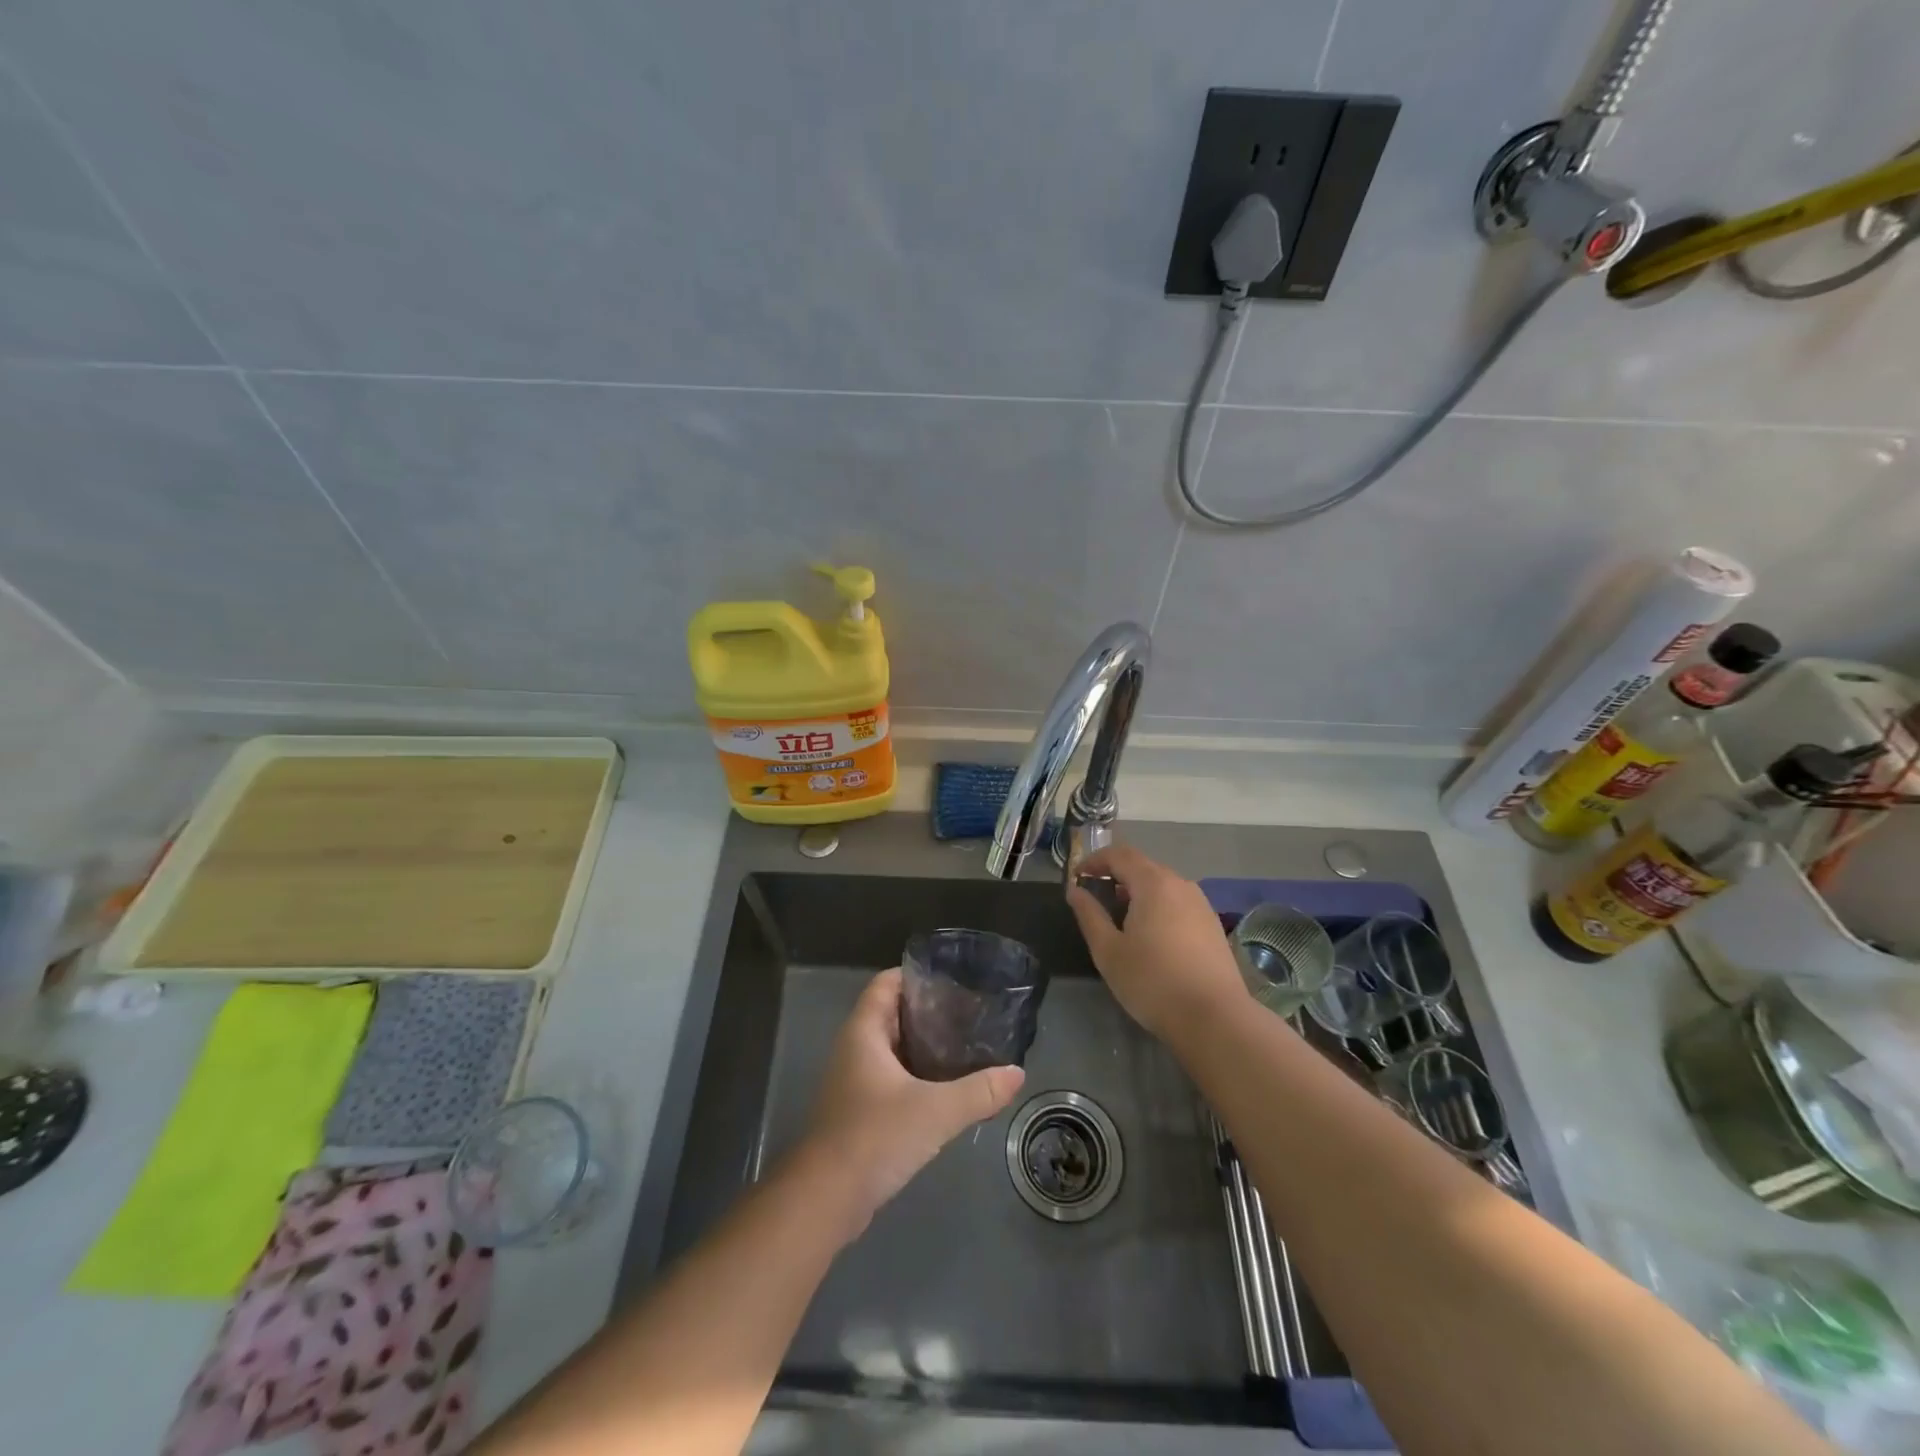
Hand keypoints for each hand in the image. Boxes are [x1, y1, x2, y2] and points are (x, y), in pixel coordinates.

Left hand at [801, 967, 1025, 1234]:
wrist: (825, 1201)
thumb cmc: (874, 1137)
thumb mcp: (935, 1111)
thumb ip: (978, 1091)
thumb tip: (1017, 1073)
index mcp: (863, 1032)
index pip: (886, 983)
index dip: (916, 974)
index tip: (953, 979)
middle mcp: (855, 1049)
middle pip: (892, 1014)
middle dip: (929, 1011)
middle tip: (970, 1014)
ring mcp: (854, 1082)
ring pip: (893, 1049)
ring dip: (924, 1047)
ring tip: (966, 1047)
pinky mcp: (859, 1112)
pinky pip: (891, 1079)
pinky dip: (917, 1076)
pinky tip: (946, 1089)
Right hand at [1066, 842, 1249, 1039]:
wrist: (1215, 1019)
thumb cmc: (1152, 981)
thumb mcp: (1108, 951)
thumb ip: (1089, 915)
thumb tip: (1075, 891)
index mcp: (1153, 883)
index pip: (1120, 855)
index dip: (1095, 861)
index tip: (1077, 877)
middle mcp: (1180, 884)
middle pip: (1143, 867)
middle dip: (1117, 875)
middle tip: (1096, 896)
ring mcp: (1201, 904)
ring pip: (1163, 885)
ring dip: (1138, 891)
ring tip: (1121, 917)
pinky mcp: (1212, 925)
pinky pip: (1178, 902)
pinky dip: (1158, 906)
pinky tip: (1151, 935)